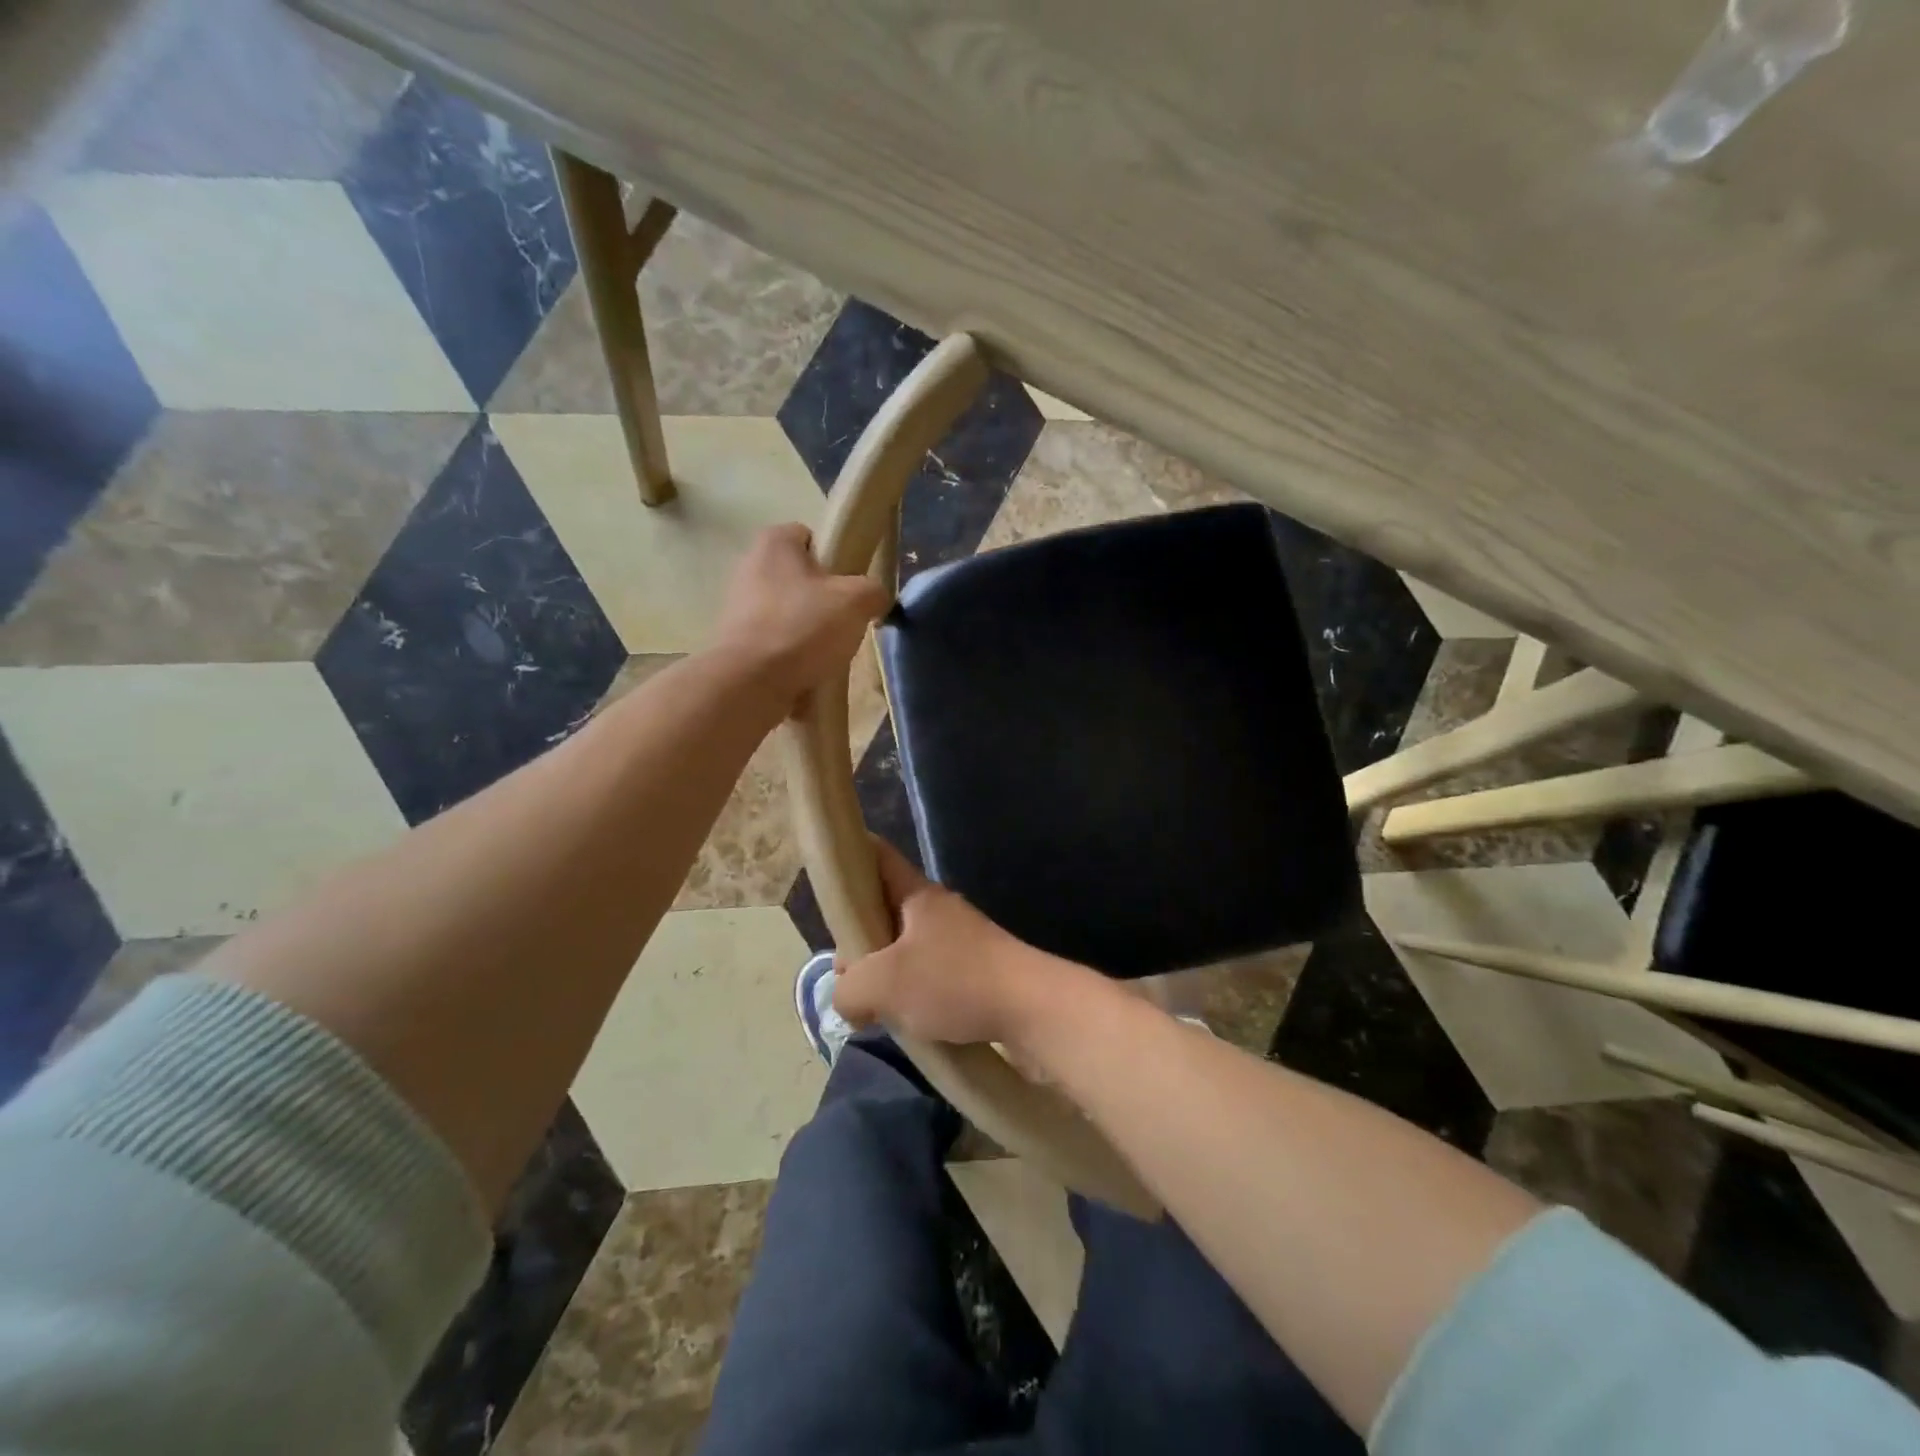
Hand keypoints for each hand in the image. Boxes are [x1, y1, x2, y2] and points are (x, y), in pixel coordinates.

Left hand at [713, 524, 887, 703]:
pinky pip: (775, 640)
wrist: (752, 682)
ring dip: (809, 629)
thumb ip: (874, 591)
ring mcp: (738, 605)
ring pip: (789, 611)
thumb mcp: (856, 601)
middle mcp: (750, 565)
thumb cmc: (803, 626)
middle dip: (824, 598)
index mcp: (774, 542)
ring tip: (827, 652)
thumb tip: (875, 598)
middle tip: (845, 621)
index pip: (811, 537)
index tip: (850, 586)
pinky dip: (792, 653)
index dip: (836, 558)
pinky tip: (807, 670)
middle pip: (801, 577)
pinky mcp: (736, 640)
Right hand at [834, 839, 1066, 1046]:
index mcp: (917, 895)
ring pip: (904, 948)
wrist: (1030, 1010)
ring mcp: (959, 942)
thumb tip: (848, 998)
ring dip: (884, 974)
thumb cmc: (954, 982)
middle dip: (858, 940)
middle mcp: (938, 911)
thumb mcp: (882, 984)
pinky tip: (906, 1021)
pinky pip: (928, 975)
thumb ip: (848, 988)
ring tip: (875, 1008)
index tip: (825, 876)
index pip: (878, 856)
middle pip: (883, 910)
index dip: (850, 856)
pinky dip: (910, 994)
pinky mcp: (974, 973)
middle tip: (848, 976)